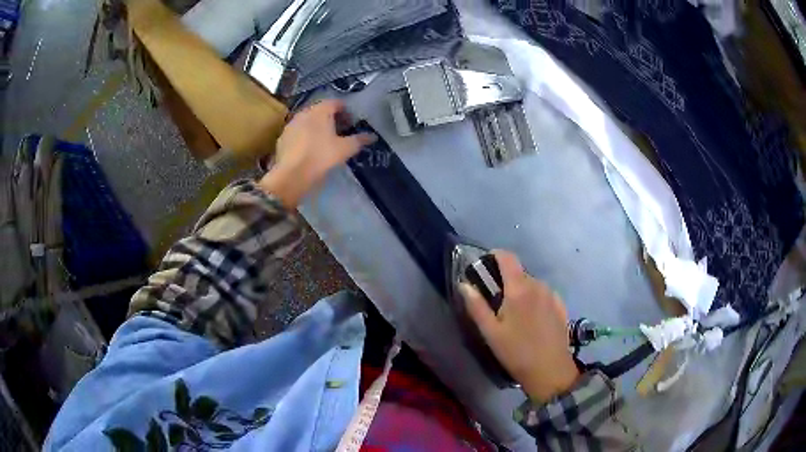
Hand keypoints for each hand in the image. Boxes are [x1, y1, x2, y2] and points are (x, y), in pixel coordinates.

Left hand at [259, 99, 375, 207]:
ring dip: (316, 127)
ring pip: (308, 121)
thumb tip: (372, 136)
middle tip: (339, 132)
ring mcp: (291, 124)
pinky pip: (298, 132)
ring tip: (324, 141)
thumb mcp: (345, 149)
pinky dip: (305, 136)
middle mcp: (304, 112)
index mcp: (321, 110)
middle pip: (320, 111)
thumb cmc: (321, 156)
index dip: (346, 111)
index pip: (336, 103)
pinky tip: (309, 149)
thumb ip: (359, 140)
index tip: (351, 123)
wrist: (292, 175)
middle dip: (331, 119)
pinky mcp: (282, 138)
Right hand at [461, 250, 579, 401]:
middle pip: (519, 272)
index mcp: (519, 289)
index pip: (507, 257)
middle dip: (506, 280)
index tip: (484, 265)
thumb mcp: (490, 332)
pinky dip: (535, 299)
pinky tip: (532, 320)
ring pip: (532, 284)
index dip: (495, 255)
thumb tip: (464, 284)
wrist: (550, 370)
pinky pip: (544, 294)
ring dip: (521, 291)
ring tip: (514, 315)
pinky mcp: (561, 306)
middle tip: (496, 303)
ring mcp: (552, 295)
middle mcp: (538, 285)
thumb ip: (476, 306)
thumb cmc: (516, 352)